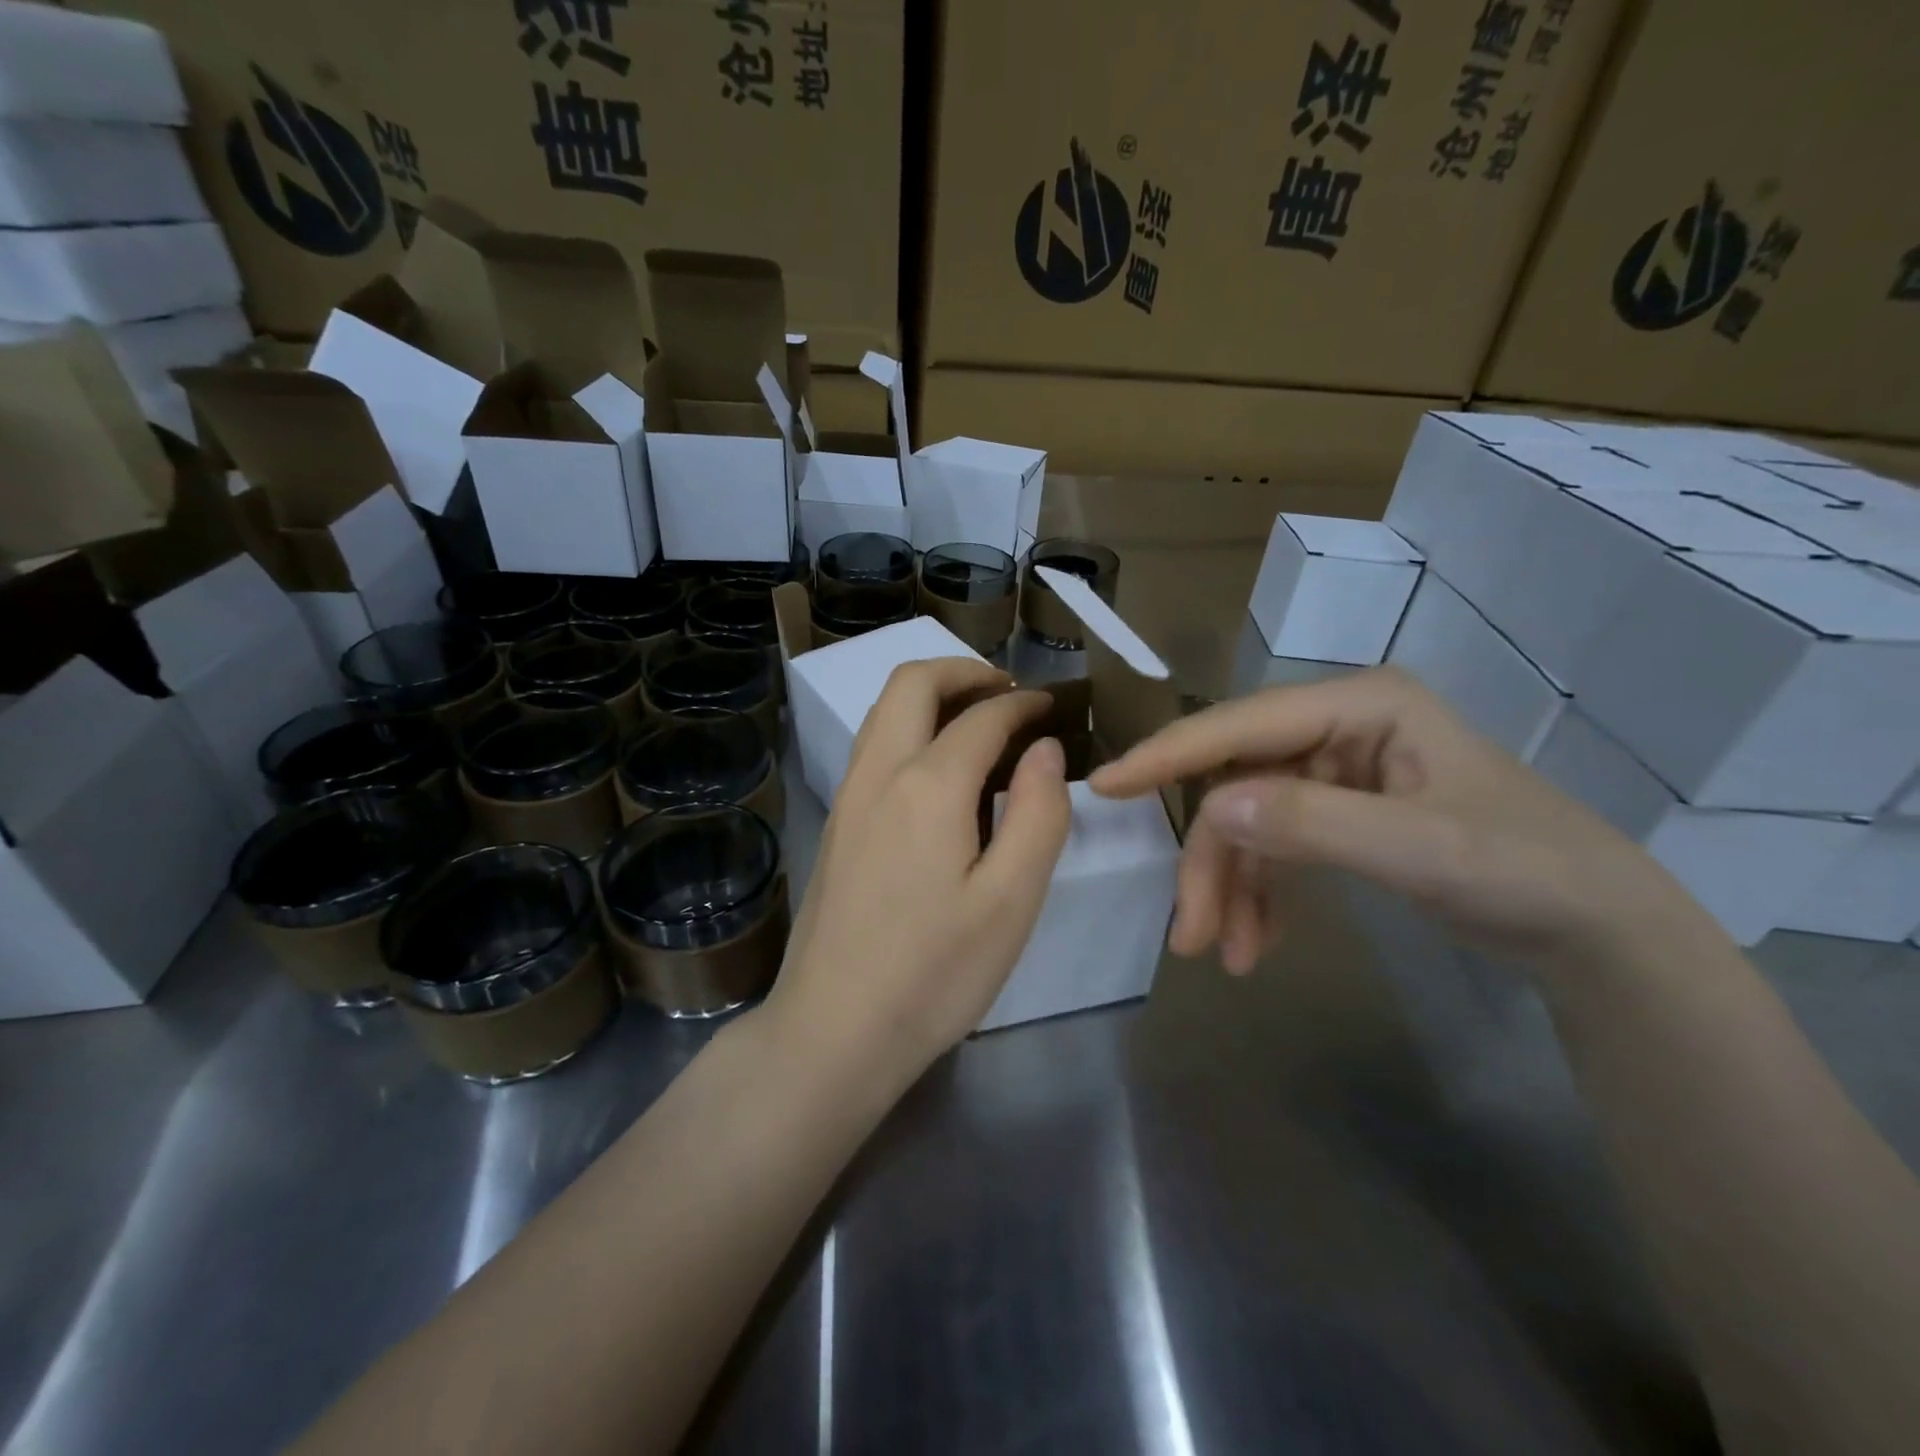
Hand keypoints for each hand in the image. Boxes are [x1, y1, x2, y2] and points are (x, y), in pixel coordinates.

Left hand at [767, 658, 1072, 1083]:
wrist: (834, 1029)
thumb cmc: (935, 973)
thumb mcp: (1011, 901)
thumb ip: (1038, 814)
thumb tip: (1043, 749)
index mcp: (928, 786)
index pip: (981, 717)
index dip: (1022, 704)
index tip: (1050, 707)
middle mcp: (878, 774)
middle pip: (911, 684)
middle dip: (963, 672)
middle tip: (1009, 692)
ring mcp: (847, 797)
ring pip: (883, 711)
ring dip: (930, 696)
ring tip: (977, 719)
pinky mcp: (834, 824)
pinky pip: (871, 746)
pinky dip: (908, 727)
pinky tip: (937, 769)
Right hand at [1089, 667, 1706, 976]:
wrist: (1599, 932)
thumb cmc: (1528, 873)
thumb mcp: (1422, 850)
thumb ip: (1314, 823)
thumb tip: (1210, 807)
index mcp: (1359, 705)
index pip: (1240, 726)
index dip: (1169, 756)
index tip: (1104, 786)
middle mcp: (1337, 726)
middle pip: (1237, 784)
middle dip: (1211, 861)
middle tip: (1190, 934)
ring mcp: (1336, 770)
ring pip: (1249, 821)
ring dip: (1231, 887)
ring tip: (1224, 956)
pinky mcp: (1339, 811)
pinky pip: (1276, 845)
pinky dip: (1260, 893)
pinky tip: (1258, 943)